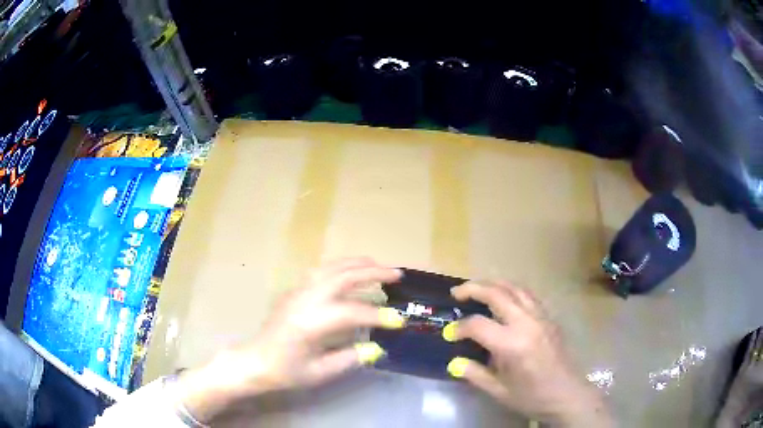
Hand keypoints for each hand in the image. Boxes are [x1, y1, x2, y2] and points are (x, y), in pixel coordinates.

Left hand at [175, 258, 405, 422]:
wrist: (254, 361)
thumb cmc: (285, 371)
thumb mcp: (320, 372)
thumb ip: (350, 358)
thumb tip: (377, 347)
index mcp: (310, 323)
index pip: (352, 312)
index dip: (378, 316)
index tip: (399, 320)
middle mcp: (304, 300)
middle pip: (343, 276)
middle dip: (372, 272)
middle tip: (396, 274)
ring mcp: (297, 291)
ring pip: (331, 267)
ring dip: (357, 264)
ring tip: (378, 265)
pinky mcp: (293, 291)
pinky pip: (321, 271)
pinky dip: (341, 267)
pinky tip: (351, 272)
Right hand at [442, 281, 612, 426]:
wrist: (566, 394)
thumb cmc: (531, 396)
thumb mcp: (498, 391)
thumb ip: (474, 374)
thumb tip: (454, 363)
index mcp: (512, 344)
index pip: (478, 325)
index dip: (459, 328)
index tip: (449, 335)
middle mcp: (526, 323)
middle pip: (497, 293)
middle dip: (473, 288)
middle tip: (456, 293)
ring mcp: (540, 317)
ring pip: (515, 288)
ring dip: (493, 284)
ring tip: (478, 288)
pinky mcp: (549, 317)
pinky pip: (528, 295)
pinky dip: (511, 290)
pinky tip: (505, 299)